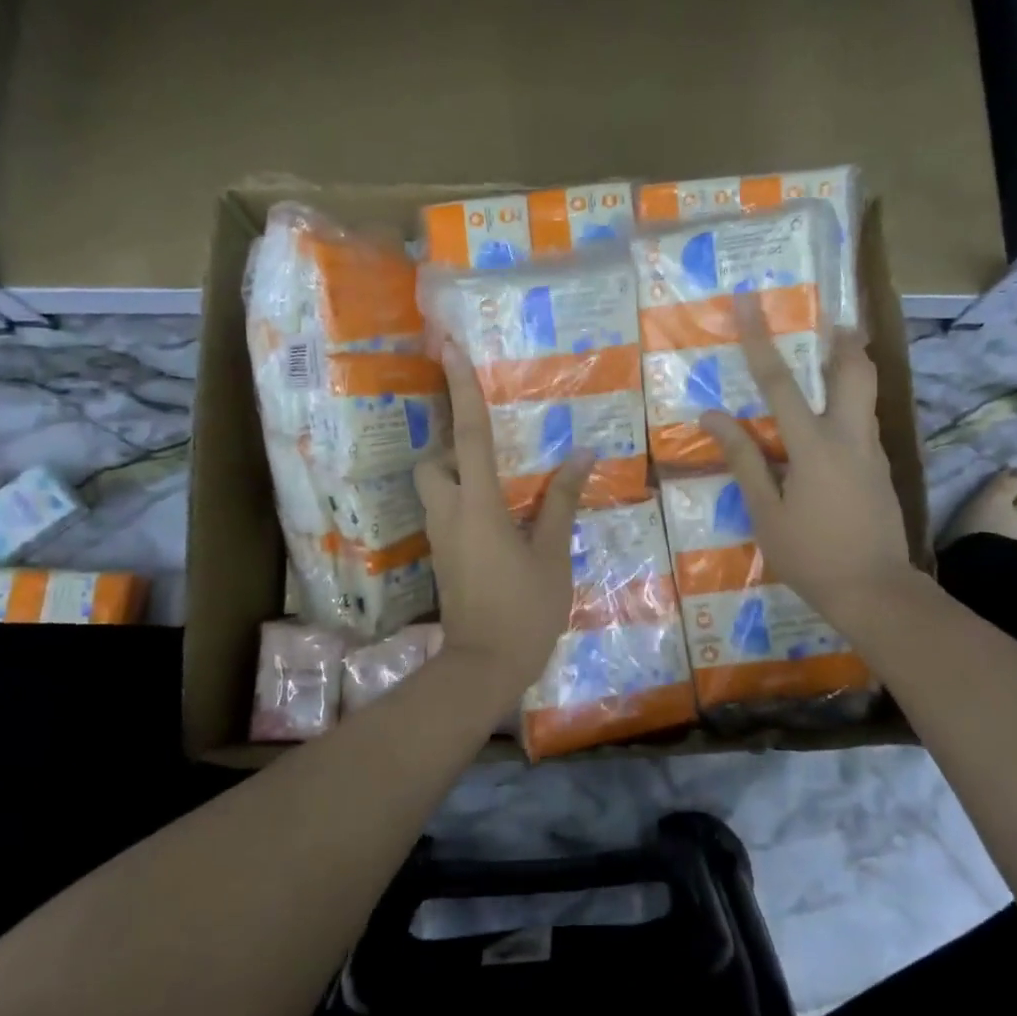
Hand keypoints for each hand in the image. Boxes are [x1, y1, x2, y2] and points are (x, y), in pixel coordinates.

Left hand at [415, 340, 593, 697]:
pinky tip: (502, 519)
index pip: (468, 435)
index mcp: (479, 505)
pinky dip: (467, 502)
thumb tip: (582, 455)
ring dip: (460, 476)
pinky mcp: (445, 558)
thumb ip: (561, 502)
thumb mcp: (552, 554)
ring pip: (437, 489)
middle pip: (434, 463)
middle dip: (452, 447)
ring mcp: (442, 538)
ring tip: (505, 484)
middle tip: (493, 453)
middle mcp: (450, 513)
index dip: (460, 389)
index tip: (448, 348)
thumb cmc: (525, 609)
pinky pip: (448, 513)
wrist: (484, 666)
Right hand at [701, 294, 917, 631]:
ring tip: (831, 358)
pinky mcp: (882, 470)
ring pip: (866, 395)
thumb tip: (713, 417)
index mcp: (814, 445)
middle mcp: (850, 437)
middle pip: (854, 371)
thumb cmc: (811, 554)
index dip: (759, 340)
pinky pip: (865, 424)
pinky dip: (850, 406)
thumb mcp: (766, 512)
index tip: (748, 301)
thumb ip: (744, 460)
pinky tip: (832, 426)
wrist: (875, 590)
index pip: (780, 382)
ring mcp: (873, 453)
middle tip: (830, 320)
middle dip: (842, 339)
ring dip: (851, 368)